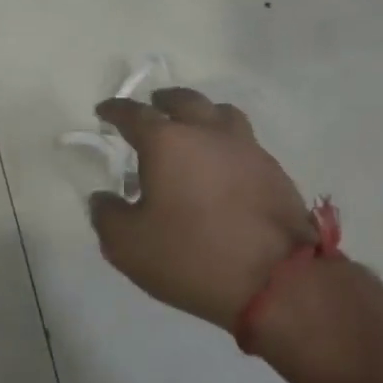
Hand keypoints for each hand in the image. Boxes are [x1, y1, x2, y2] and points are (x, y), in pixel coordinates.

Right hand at [88, 86, 382, 382]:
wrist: (279, 282)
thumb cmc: (192, 255)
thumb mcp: (128, 244)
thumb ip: (106, 214)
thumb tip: (103, 198)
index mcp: (167, 142)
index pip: (134, 113)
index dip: (115, 110)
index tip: (104, 112)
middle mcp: (207, 133)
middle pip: (183, 100)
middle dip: (162, 101)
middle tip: (152, 109)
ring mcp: (247, 149)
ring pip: (221, 113)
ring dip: (201, 114)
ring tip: (193, 130)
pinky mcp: (275, 171)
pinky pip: (244, 141)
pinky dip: (226, 143)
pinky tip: (222, 165)